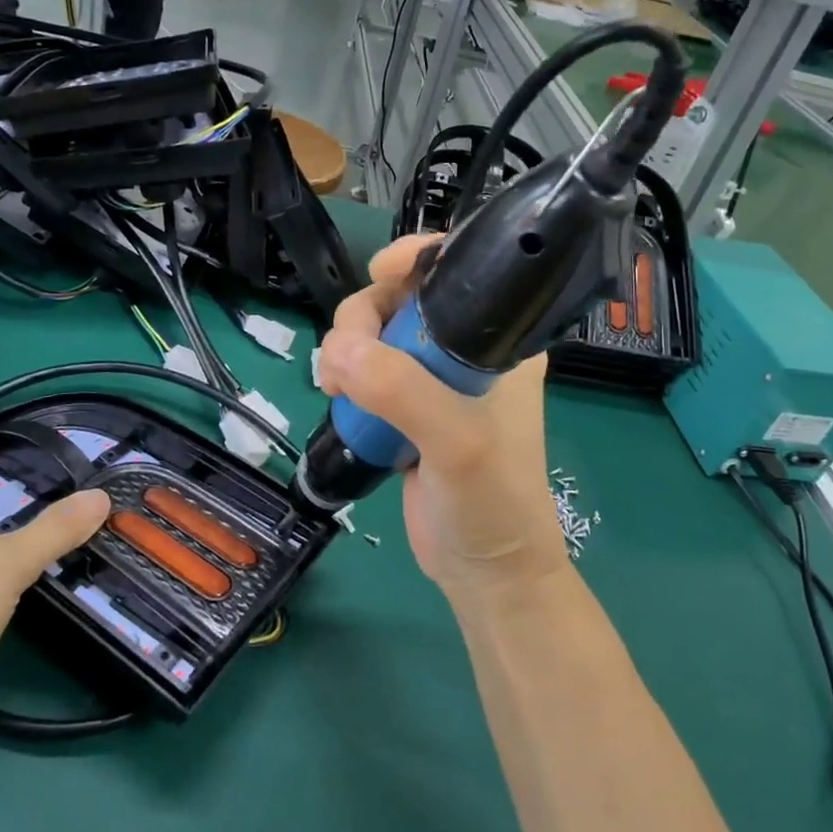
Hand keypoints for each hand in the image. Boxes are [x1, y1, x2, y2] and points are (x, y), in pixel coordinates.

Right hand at [317, 236, 568, 603]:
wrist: (484, 573)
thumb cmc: (491, 502)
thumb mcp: (458, 443)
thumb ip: (403, 392)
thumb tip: (339, 350)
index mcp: (498, 341)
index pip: (457, 272)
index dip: (415, 258)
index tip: (378, 273)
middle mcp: (465, 350)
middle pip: (400, 298)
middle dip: (364, 317)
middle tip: (344, 362)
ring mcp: (432, 379)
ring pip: (374, 332)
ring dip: (345, 348)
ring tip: (335, 388)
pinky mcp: (405, 407)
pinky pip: (364, 369)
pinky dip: (343, 374)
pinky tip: (334, 396)